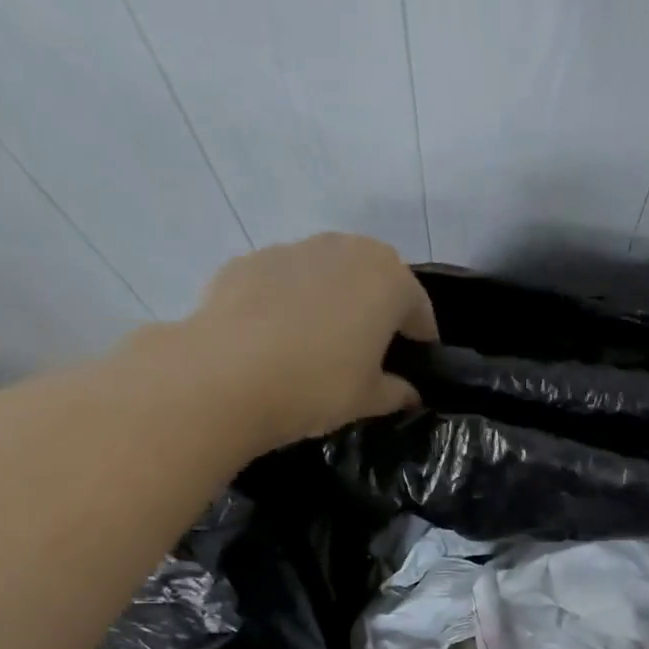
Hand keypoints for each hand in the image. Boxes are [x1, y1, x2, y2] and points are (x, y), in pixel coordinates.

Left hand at [167, 233, 437, 451]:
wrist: (227, 376)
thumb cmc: (319, 384)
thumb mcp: (369, 399)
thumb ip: (396, 392)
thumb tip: (408, 393)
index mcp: (388, 280)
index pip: (418, 308)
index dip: (420, 338)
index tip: (415, 362)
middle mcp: (346, 250)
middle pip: (374, 278)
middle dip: (377, 308)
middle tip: (370, 349)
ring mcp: (293, 249)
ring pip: (327, 273)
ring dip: (333, 299)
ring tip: (320, 342)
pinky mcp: (249, 261)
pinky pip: (285, 281)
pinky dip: (289, 302)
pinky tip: (277, 339)